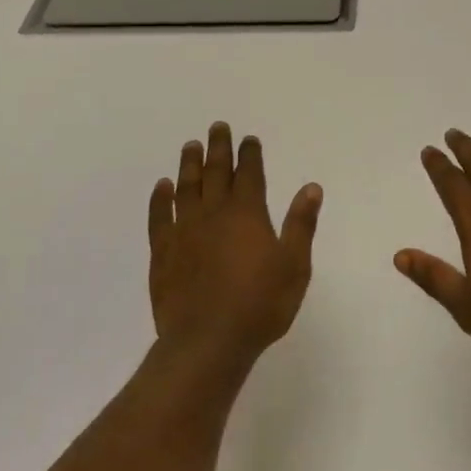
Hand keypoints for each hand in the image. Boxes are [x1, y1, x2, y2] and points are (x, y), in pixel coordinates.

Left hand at [148, 123, 322, 366]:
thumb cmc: (260, 305)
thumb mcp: (294, 266)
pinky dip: (160, 199)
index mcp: (247, 215)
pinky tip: (162, 187)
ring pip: (186, 188)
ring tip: (190, 146)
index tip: (248, 139)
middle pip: (215, 172)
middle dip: (218, 148)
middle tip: (217, 127)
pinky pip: (159, 217)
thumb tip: (311, 187)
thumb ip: (301, 224)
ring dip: (189, 165)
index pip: (249, 174)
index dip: (249, 154)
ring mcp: (184, 232)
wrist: (207, 342)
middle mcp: (213, 214)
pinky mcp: (162, 253)